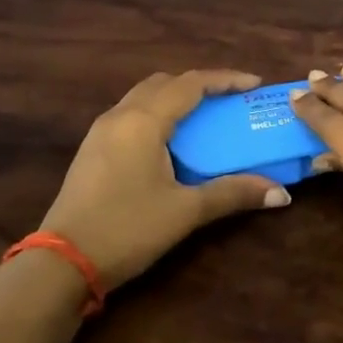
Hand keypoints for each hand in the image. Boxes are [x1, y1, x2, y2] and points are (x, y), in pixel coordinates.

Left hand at [38, 70, 289, 291]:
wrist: (61, 263)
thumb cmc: (127, 229)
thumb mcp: (185, 212)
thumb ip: (233, 194)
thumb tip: (281, 194)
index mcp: (143, 121)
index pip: (191, 84)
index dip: (225, 79)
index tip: (255, 84)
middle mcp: (120, 116)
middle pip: (164, 83)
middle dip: (199, 84)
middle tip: (229, 100)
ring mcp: (100, 132)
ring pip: (143, 96)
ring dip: (175, 97)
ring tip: (203, 116)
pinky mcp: (91, 150)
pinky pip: (130, 114)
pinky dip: (156, 114)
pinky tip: (169, 141)